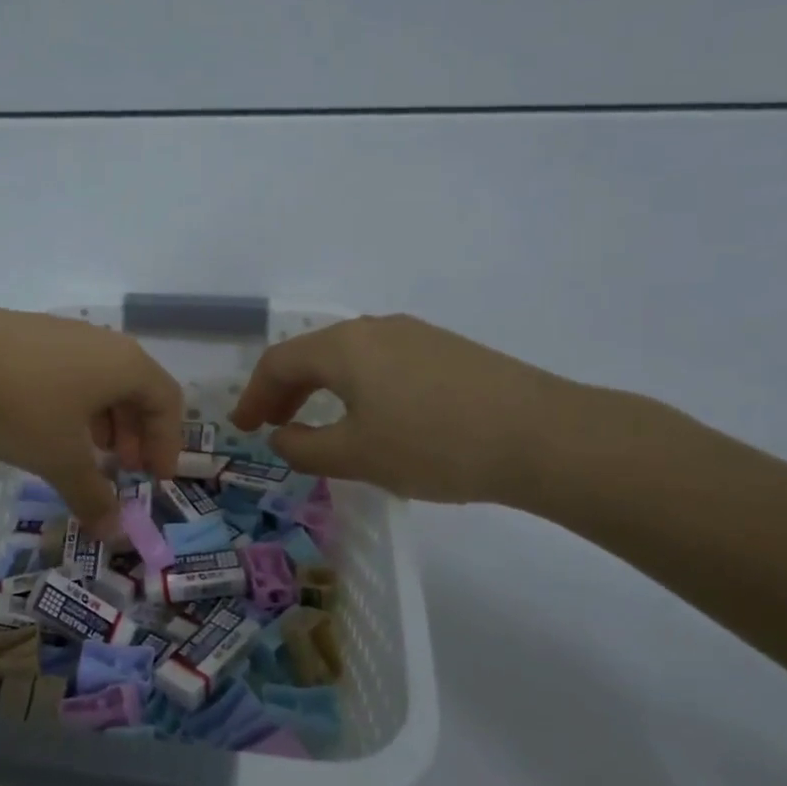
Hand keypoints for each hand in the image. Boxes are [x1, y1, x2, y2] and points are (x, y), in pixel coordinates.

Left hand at [0, 301, 182, 531]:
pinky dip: (75, 402)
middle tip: (123, 469)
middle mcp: (102, 341)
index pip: (168, 401)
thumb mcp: (61, 459)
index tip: (156, 478)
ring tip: (87, 451)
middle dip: (135, 433)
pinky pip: (70, 370)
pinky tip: (48, 425)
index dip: (168, 442)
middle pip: (136, 388)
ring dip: (104, 419)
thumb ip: (93, 496)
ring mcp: (63, 332)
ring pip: (101, 379)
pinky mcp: (29, 333)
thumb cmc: (23, 407)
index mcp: (126, 364)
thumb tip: (114, 534)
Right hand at [228, 314, 586, 504]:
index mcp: (344, 347)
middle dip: (286, 391)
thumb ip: (306, 448)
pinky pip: (384, 363)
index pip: (279, 363)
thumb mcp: (358, 456)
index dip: (253, 396)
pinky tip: (375, 417)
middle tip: (273, 426)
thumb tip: (282, 437)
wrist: (543, 435)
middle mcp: (375, 329)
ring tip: (320, 424)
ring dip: (323, 389)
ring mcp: (416, 335)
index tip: (244, 429)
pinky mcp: (447, 350)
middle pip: (313, 354)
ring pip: (350, 357)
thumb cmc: (434, 445)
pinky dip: (359, 388)